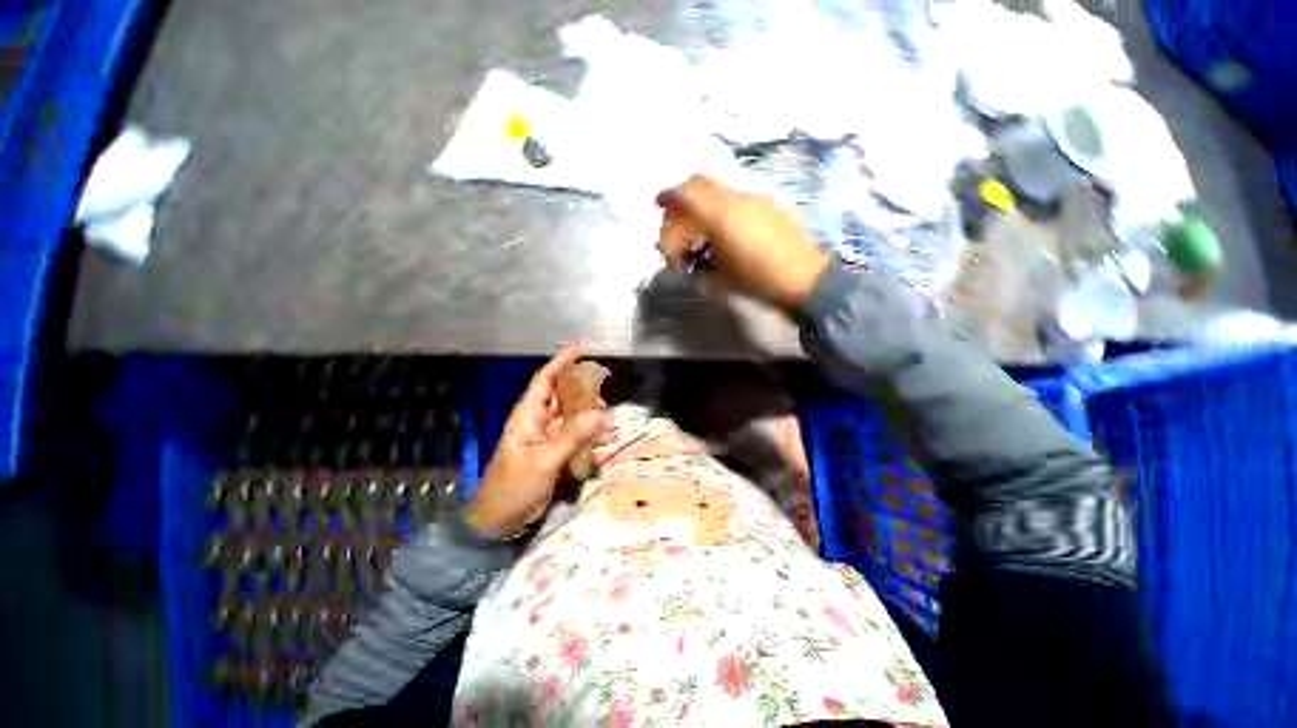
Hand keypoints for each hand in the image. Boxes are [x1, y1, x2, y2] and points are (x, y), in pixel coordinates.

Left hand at [467, 344, 612, 537]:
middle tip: (607, 404)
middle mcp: (539, 419)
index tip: (582, 347)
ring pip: (575, 417)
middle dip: (587, 396)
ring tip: (611, 427)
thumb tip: (601, 412)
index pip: (545, 379)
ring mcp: (548, 436)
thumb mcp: (545, 460)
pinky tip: (606, 442)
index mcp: (529, 414)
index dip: (562, 361)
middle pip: (566, 396)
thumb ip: (573, 435)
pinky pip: (578, 436)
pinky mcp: (556, 451)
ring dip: (593, 419)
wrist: (500, 520)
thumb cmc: (513, 485)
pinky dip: (591, 437)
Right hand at [656, 175, 831, 311]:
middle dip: (682, 200)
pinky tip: (724, 235)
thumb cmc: (758, 281)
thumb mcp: (719, 274)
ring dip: (702, 208)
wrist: (805, 280)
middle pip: (700, 184)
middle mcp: (737, 198)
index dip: (668, 196)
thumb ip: (698, 255)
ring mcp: (756, 199)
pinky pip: (736, 200)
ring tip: (701, 238)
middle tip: (678, 226)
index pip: (686, 193)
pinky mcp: (769, 206)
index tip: (657, 205)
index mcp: (721, 215)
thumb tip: (689, 250)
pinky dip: (721, 210)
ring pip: (718, 192)